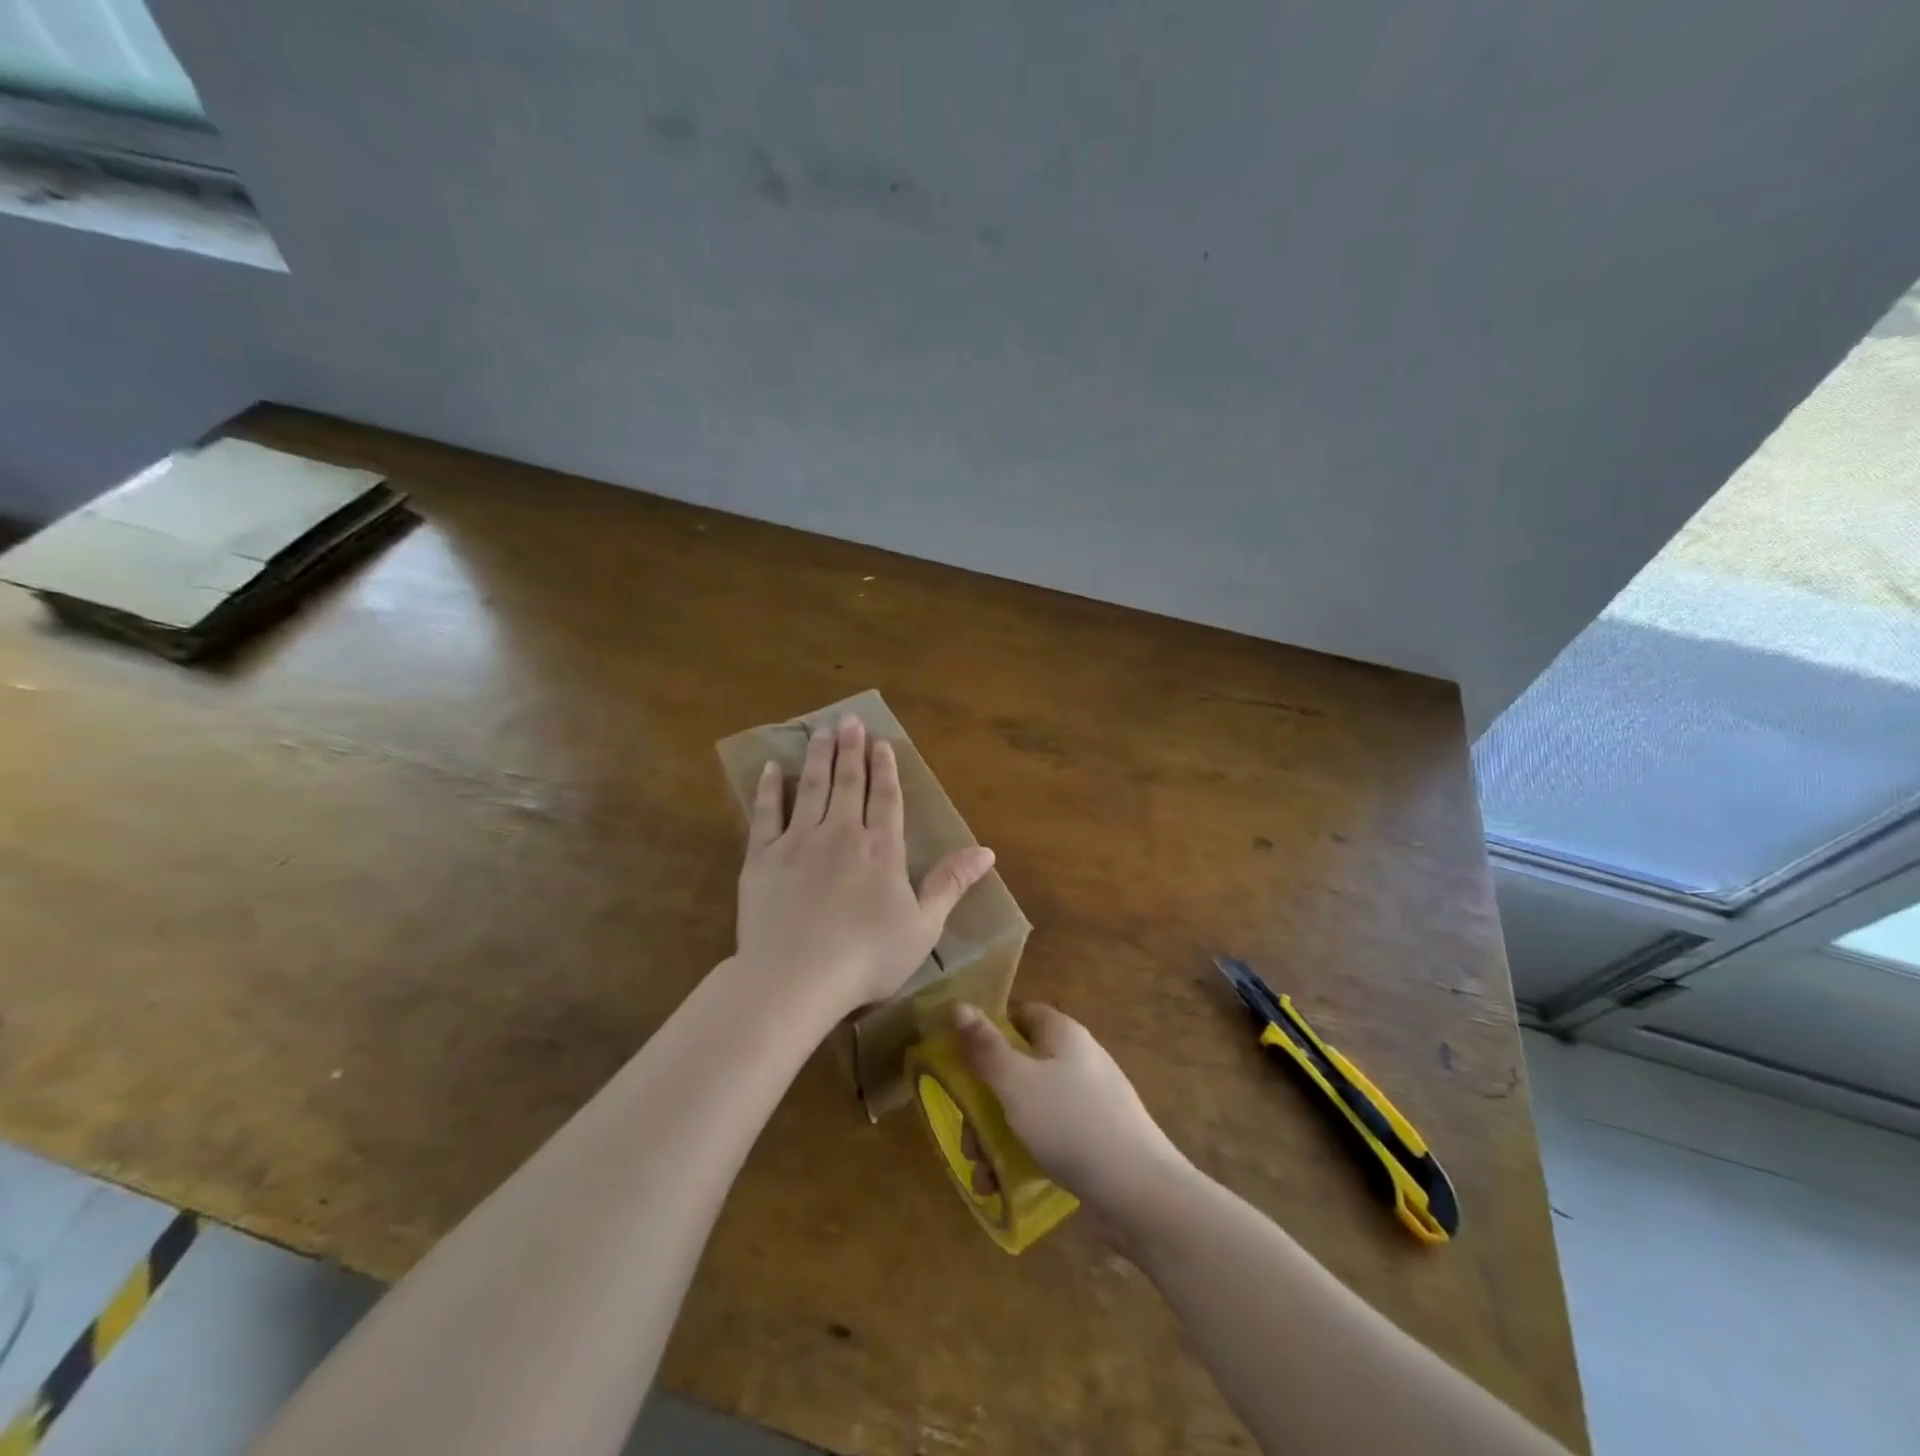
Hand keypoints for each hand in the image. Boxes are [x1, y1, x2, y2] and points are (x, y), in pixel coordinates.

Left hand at [736, 714, 995, 1018]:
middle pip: (848, 783)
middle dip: (850, 749)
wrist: (794, 978)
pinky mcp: (762, 857)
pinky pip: (766, 813)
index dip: (885, 768)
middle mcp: (841, 834)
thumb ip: (950, 884)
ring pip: (810, 788)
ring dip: (817, 757)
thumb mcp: (923, 927)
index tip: (881, 743)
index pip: (885, 798)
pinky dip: (769, 789)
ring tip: (821, 731)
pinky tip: (771, 768)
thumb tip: (986, 851)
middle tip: (849, 720)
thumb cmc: (867, 958)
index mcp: (881, 850)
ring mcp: (798, 842)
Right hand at [952, 1003, 1188, 1221]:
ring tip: (981, 1172)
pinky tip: (1001, 1186)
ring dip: (997, 1136)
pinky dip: (1023, 1155)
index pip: (1021, 1014)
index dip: (989, 1031)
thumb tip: (957, 1005)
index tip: (962, 1060)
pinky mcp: (1095, 1139)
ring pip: (1029, 1106)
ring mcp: (1089, 1100)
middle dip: (985, 1100)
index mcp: (1062, 1034)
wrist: (1139, 1191)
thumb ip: (984, 1047)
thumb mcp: (1016, 1082)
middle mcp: (1077, 1059)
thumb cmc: (1070, 1123)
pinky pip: (1049, 1136)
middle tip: (967, 1134)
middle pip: (1019, 1066)